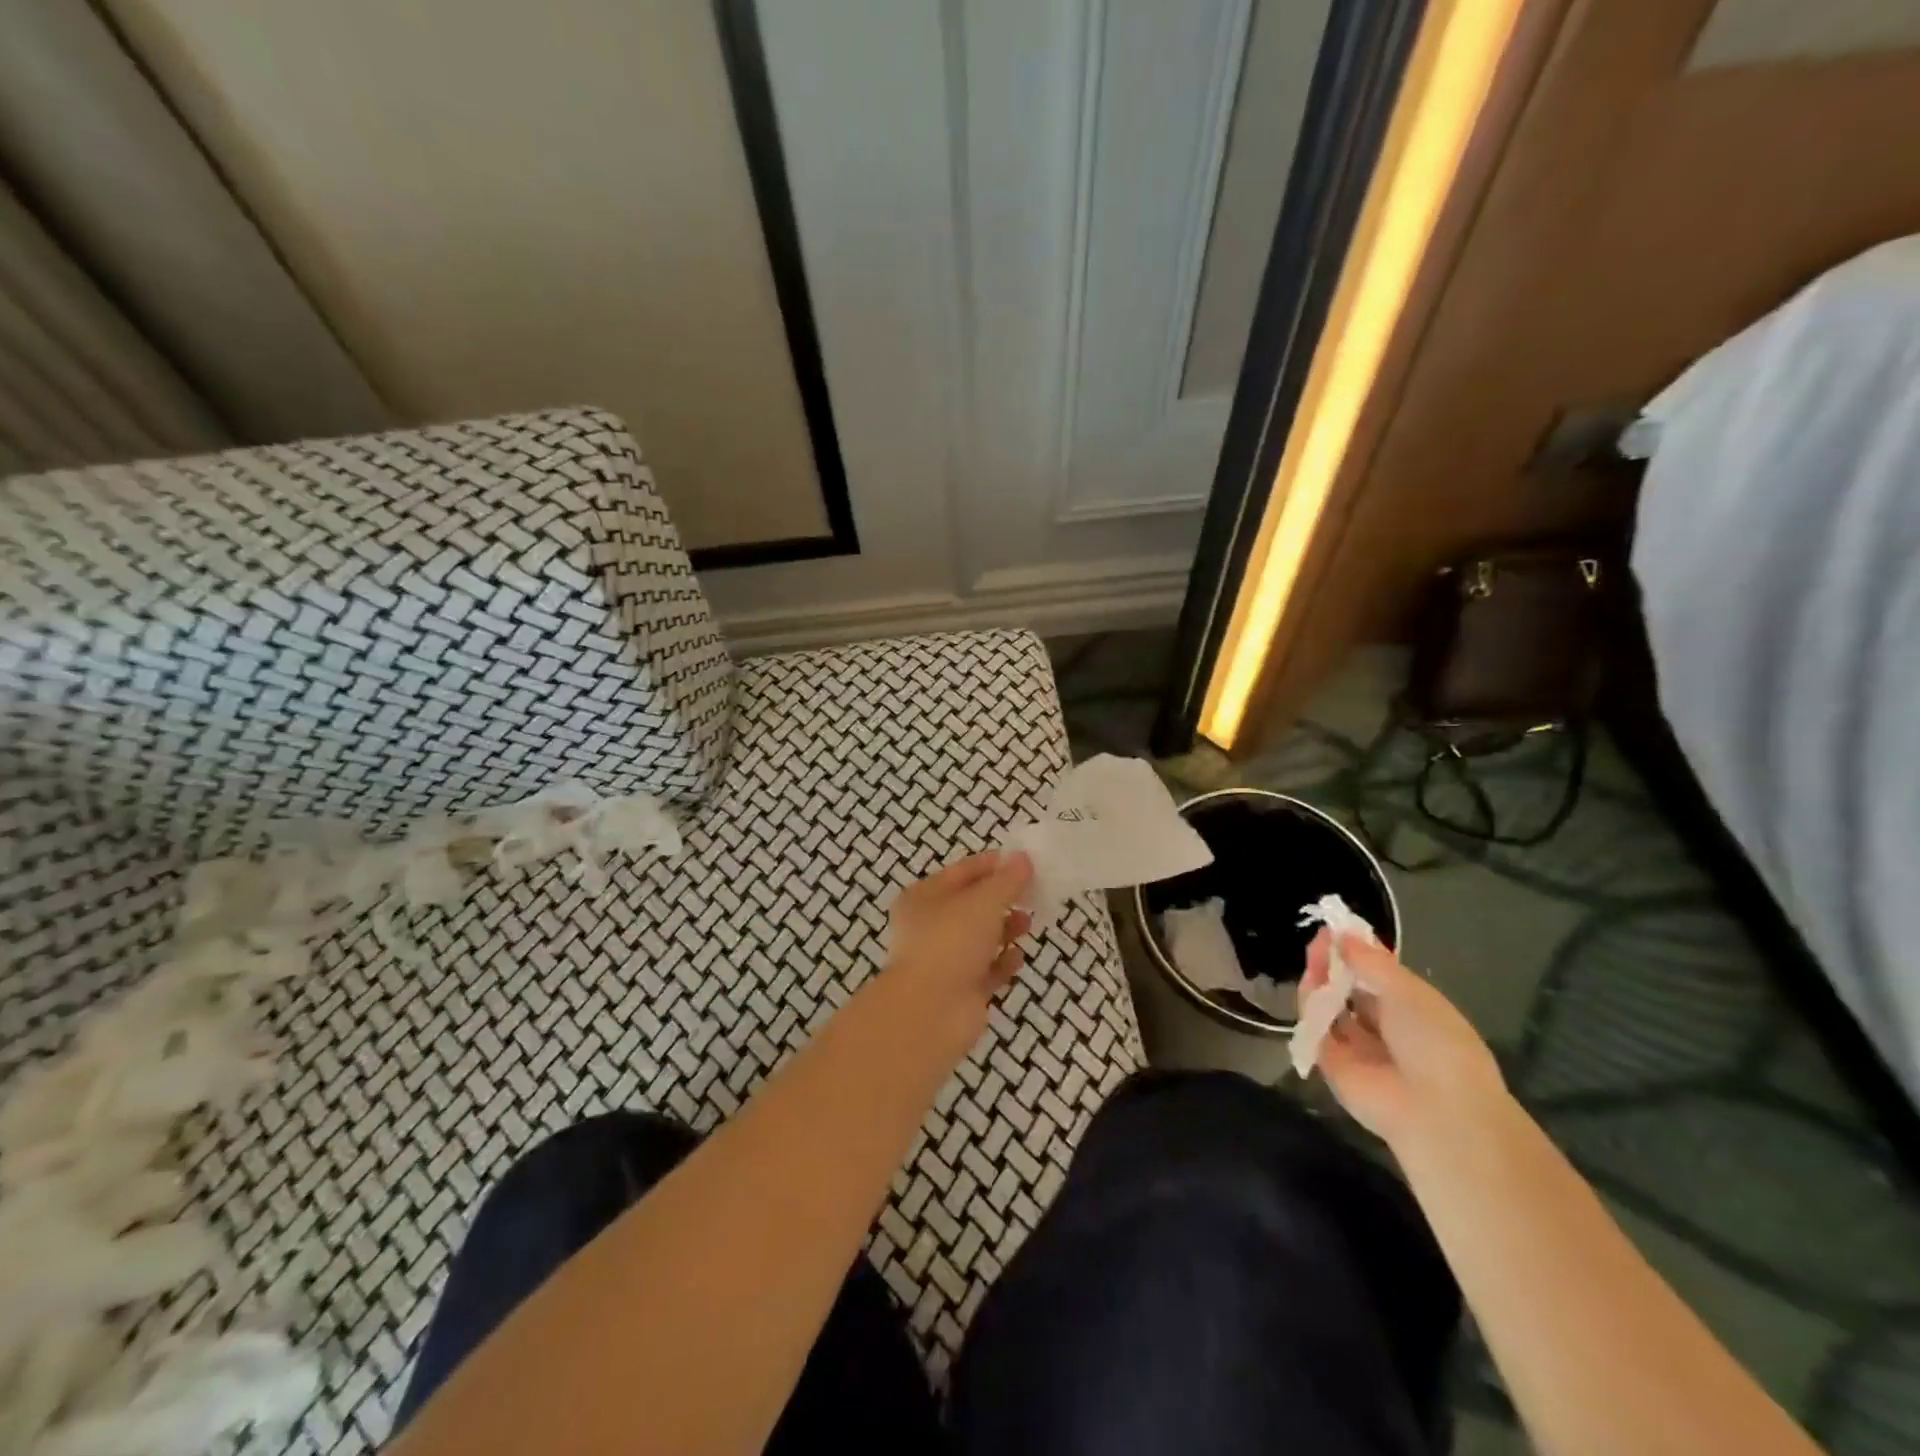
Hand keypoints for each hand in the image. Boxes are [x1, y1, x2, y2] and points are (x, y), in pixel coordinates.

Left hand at [885, 851, 1034, 1034]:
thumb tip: (1023, 858)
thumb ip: (1007, 880)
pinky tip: (1018, 958)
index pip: (962, 872)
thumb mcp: (983, 901)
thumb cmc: (951, 942)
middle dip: (1003, 899)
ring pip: (980, 938)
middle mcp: (929, 926)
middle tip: (1032, 895)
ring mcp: (944, 960)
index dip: (993, 865)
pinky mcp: (960, 990)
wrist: (930, 1012)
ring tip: (1027, 925)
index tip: (1025, 862)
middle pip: (972, 905)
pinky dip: (1003, 962)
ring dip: (1005, 929)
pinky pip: (986, 970)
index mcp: (924, 897)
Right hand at [1303, 929, 1507, 1153]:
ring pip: (1330, 1007)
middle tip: (1319, 939)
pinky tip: (1310, 983)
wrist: (1436, 1111)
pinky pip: (1316, 1030)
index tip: (1338, 929)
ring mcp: (1357, 1048)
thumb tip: (1342, 935)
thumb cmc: (1437, 1042)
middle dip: (1335, 963)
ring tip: (1313, 955)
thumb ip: (1371, 962)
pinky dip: (1310, 1007)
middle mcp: (1384, 1028)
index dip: (1358, 952)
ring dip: (1320, 979)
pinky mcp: (1331, 1065)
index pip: (1377, 977)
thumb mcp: (1409, 991)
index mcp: (1413, 1011)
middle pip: (1350, 989)